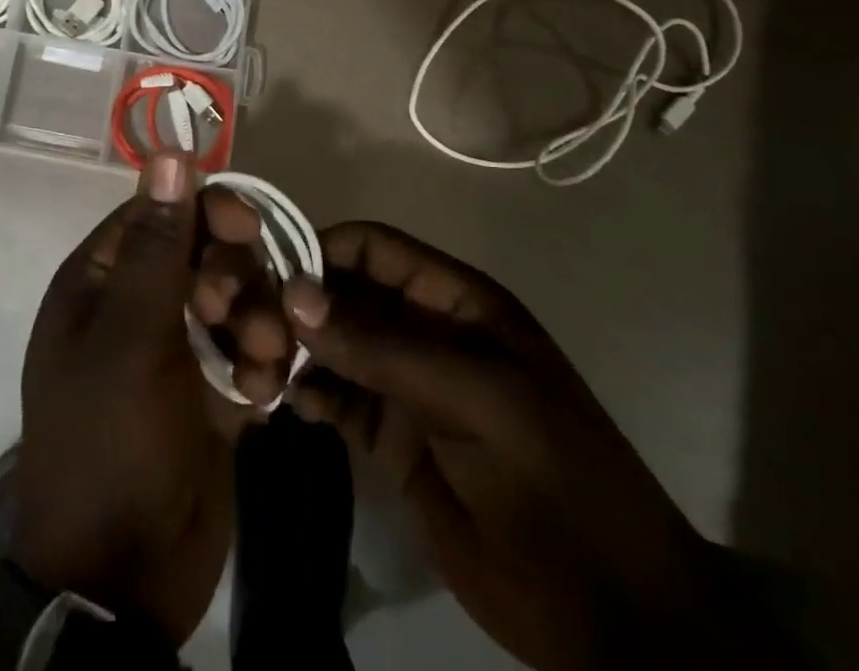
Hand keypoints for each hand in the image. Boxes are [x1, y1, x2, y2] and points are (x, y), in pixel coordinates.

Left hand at [13, 153, 275, 644]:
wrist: (123, 581)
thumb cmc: (112, 440)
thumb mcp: (131, 337)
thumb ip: (157, 246)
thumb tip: (168, 153)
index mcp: (100, 282)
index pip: (157, 214)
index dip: (203, 211)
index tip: (247, 225)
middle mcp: (134, 307)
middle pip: (201, 254)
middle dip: (234, 275)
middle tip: (241, 311)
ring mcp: (174, 352)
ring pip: (232, 302)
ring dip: (257, 322)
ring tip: (265, 359)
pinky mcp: (208, 393)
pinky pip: (246, 353)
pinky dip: (261, 367)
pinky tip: (264, 395)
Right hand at [280, 223, 791, 670]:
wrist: (608, 612)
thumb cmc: (551, 475)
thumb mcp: (474, 394)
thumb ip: (383, 344)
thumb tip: (295, 294)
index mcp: (453, 299)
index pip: (372, 247)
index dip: (320, 251)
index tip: (268, 277)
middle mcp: (421, 329)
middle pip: (343, 294)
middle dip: (296, 304)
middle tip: (250, 332)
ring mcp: (405, 384)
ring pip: (332, 345)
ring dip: (293, 350)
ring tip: (256, 369)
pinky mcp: (390, 438)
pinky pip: (335, 398)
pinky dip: (304, 392)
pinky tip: (280, 402)